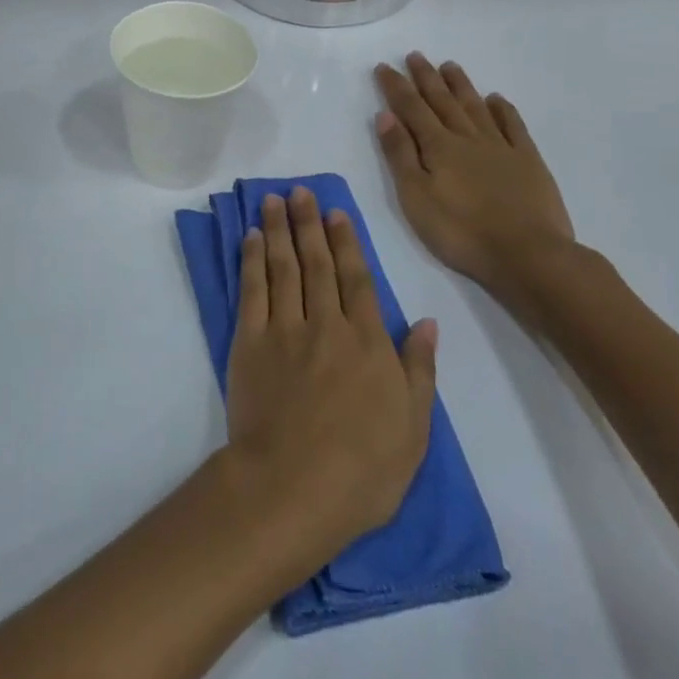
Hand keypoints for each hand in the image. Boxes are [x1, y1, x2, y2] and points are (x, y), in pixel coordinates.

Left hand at [222, 188, 437, 565]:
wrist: (294, 487)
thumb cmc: (364, 469)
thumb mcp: (414, 428)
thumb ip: (420, 369)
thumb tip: (428, 322)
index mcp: (368, 343)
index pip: (357, 279)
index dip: (347, 242)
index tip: (336, 212)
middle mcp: (326, 325)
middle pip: (317, 263)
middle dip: (308, 223)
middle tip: (299, 191)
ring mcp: (285, 330)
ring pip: (283, 267)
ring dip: (277, 230)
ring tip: (273, 201)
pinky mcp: (250, 342)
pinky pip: (252, 290)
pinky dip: (251, 261)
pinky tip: (249, 239)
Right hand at [374, 53, 577, 326]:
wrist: (529, 254)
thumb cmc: (461, 231)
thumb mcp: (415, 197)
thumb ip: (400, 155)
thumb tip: (386, 116)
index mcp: (438, 147)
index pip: (411, 109)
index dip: (396, 87)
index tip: (384, 67)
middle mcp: (468, 138)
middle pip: (443, 101)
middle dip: (426, 78)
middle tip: (415, 55)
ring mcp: (501, 147)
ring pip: (475, 107)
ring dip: (460, 86)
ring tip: (449, 66)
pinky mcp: (528, 161)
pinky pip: (513, 126)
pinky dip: (502, 110)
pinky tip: (496, 99)